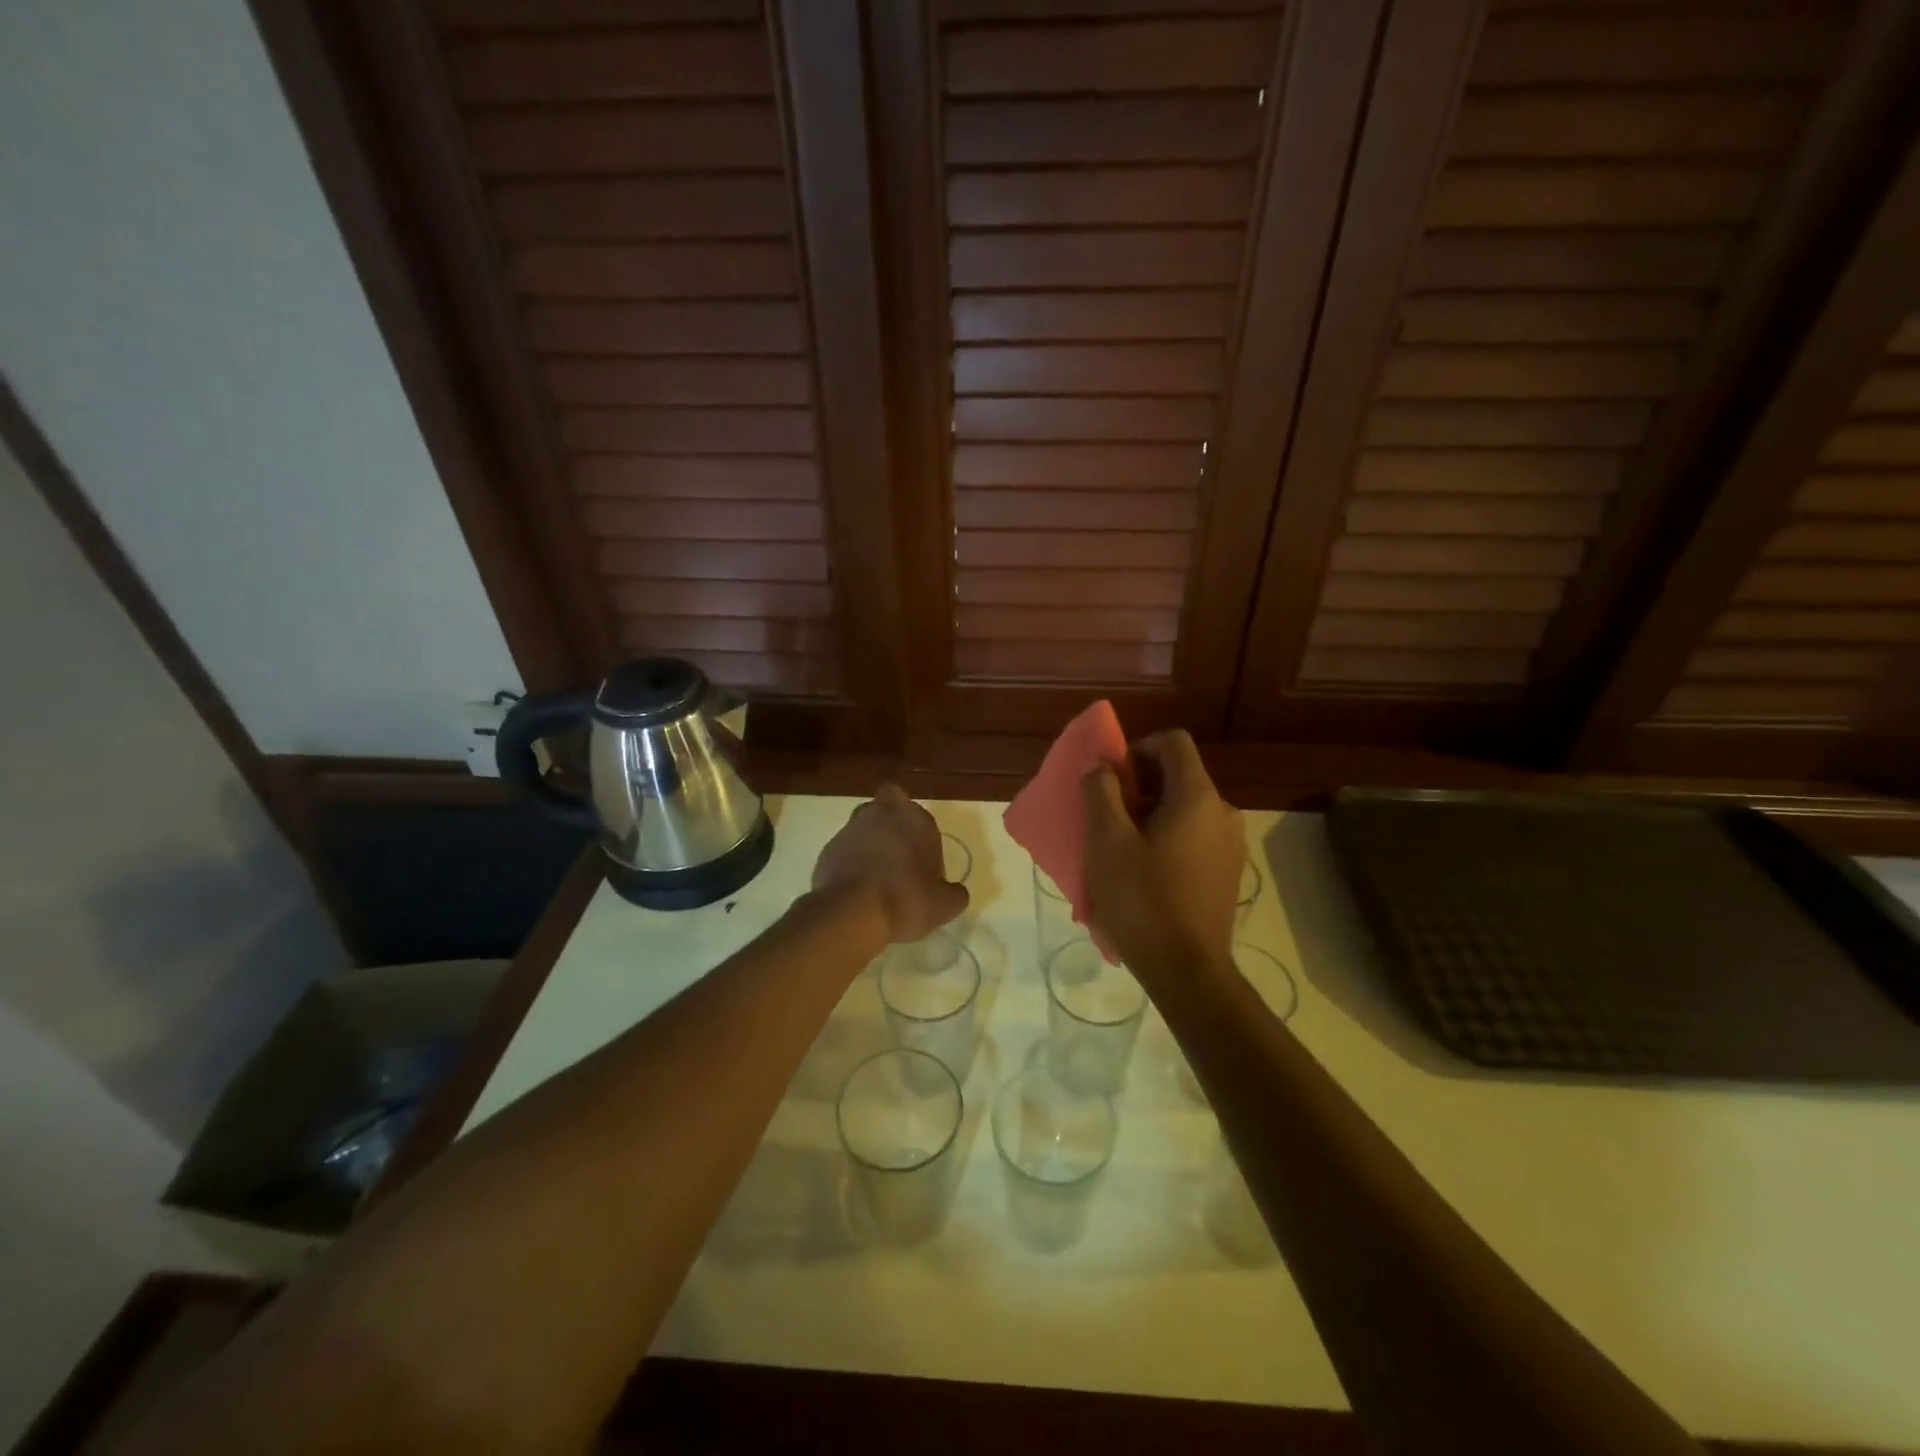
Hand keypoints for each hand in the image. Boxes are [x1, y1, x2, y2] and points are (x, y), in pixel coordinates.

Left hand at [812, 784, 968, 942]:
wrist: (853, 913)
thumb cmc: (907, 899)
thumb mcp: (945, 905)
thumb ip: (954, 893)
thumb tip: (955, 892)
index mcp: (915, 819)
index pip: (918, 813)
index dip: (918, 832)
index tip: (922, 859)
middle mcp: (881, 814)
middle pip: (885, 809)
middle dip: (889, 826)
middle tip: (896, 858)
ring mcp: (850, 829)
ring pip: (861, 828)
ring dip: (867, 844)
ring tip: (874, 878)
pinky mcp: (827, 849)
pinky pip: (842, 851)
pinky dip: (848, 864)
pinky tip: (855, 890)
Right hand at [1083, 730, 1243, 979]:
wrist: (1187, 971)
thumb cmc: (1142, 900)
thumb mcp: (1107, 842)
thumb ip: (1101, 793)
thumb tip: (1101, 768)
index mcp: (1197, 797)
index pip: (1174, 742)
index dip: (1138, 748)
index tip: (1112, 778)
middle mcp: (1223, 812)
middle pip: (1180, 775)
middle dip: (1140, 784)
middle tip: (1108, 813)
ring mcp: (1230, 845)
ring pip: (1186, 808)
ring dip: (1151, 813)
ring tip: (1121, 845)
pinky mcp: (1228, 872)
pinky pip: (1195, 835)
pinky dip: (1168, 836)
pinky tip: (1145, 870)